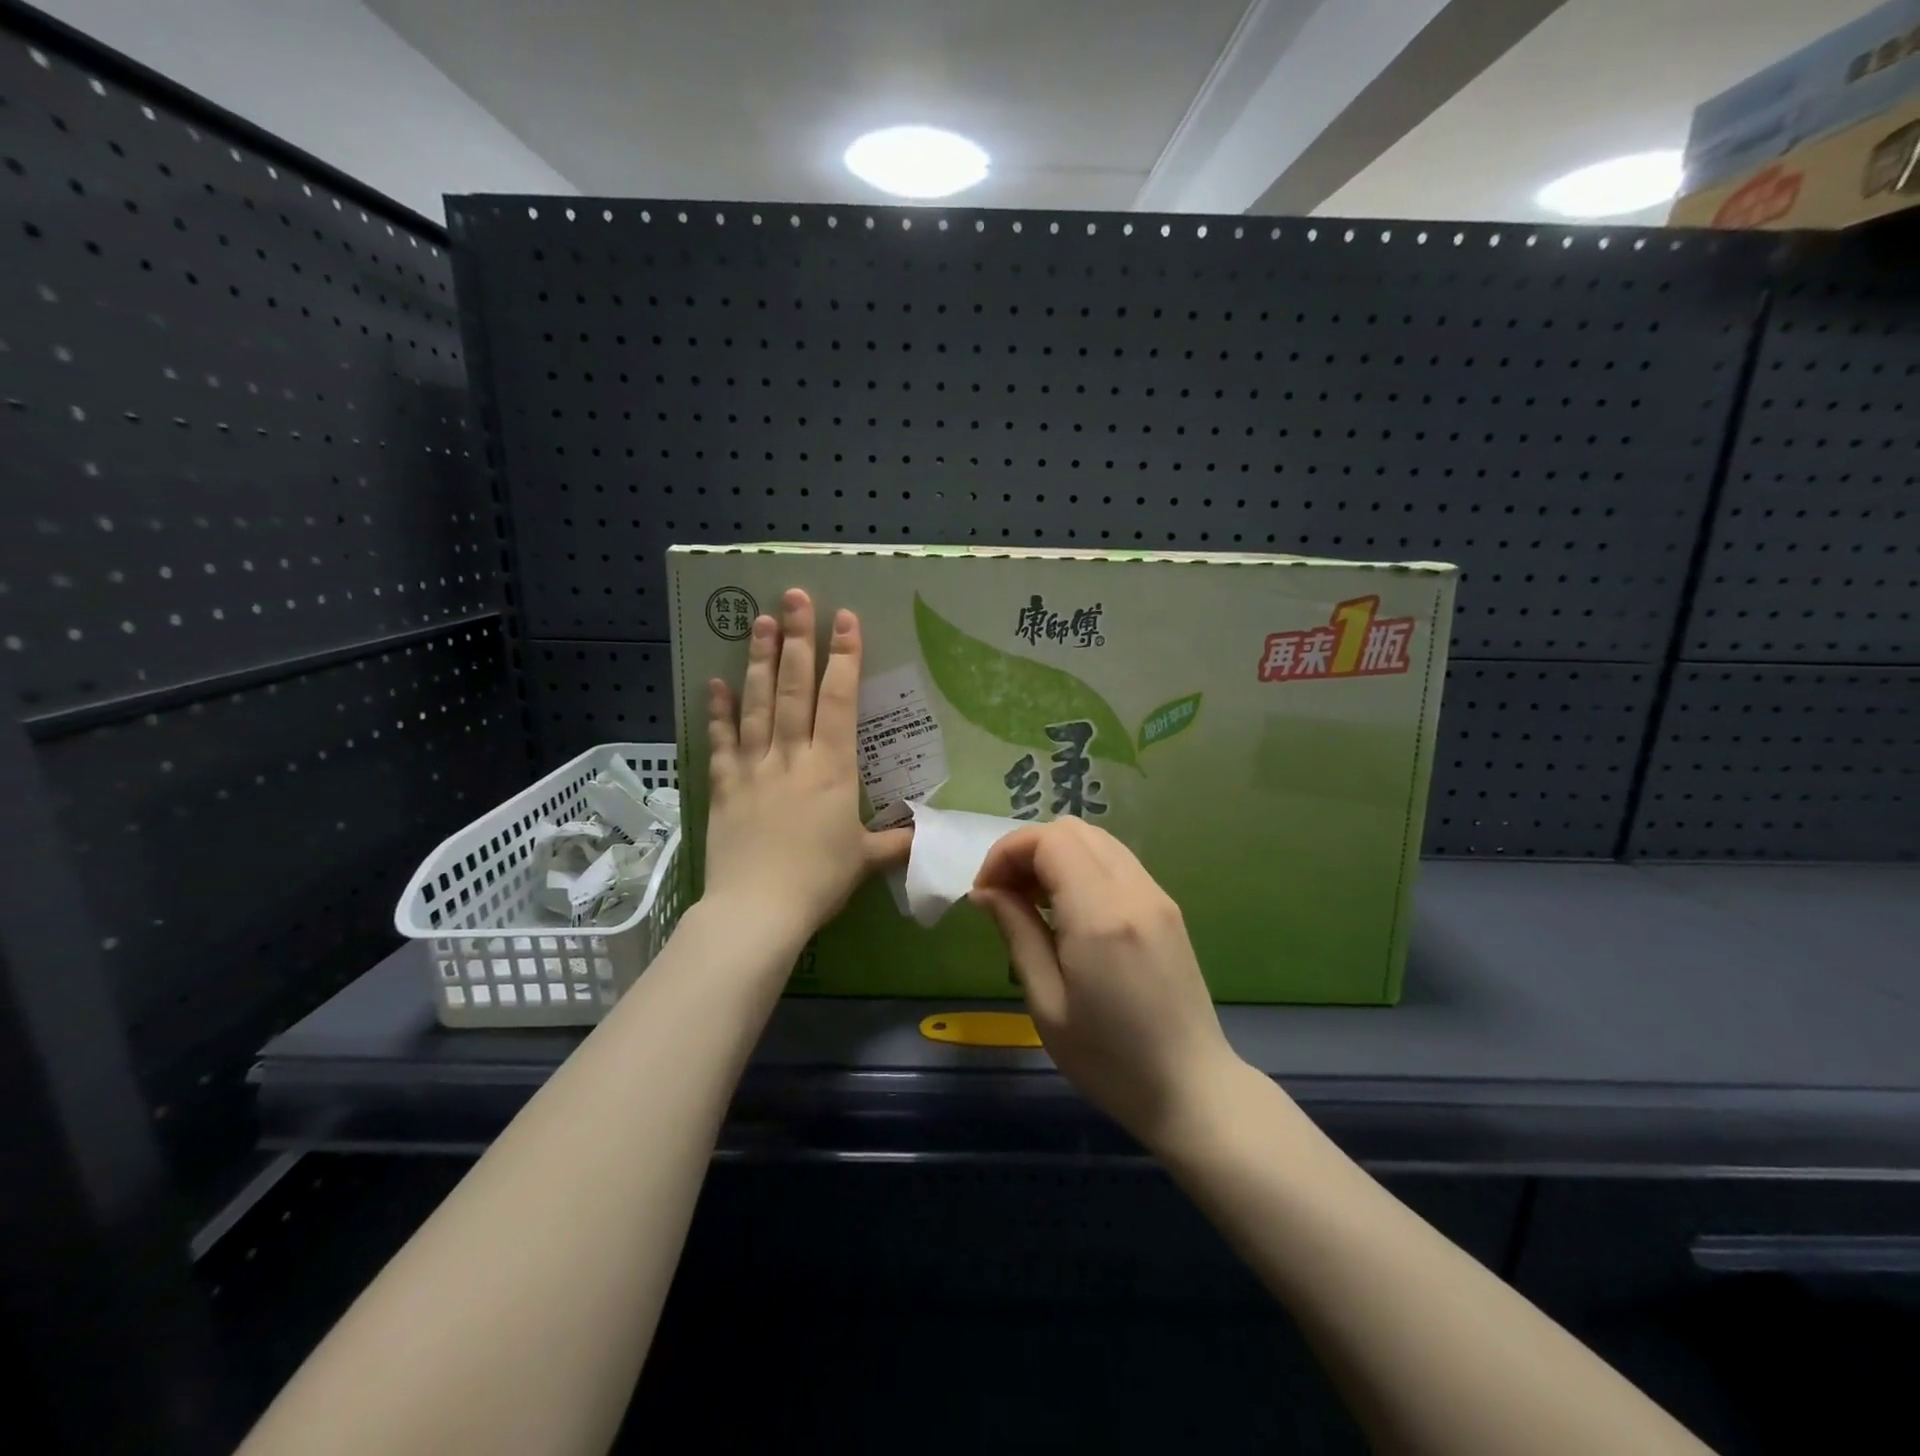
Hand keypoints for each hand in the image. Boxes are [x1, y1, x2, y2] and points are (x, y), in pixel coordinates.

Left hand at [703, 589, 910, 947]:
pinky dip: (718, 711)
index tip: (843, 619)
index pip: (838, 701)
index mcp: (831, 768)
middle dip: (797, 640)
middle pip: (794, 689)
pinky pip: (719, 742)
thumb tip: (927, 833)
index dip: (843, 657)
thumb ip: (896, 841)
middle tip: (794, 597)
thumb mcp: (865, 860)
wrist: (757, 910)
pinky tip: (714, 682)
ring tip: (759, 622)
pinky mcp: (722, 786)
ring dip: (759, 661)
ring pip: (757, 705)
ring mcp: (752, 768)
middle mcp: (791, 756)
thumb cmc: (818, 881)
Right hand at [971, 817, 1243, 1151]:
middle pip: (1073, 830)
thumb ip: (1017, 933)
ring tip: (1033, 902)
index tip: (986, 892)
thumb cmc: (1109, 1060)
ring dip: (1056, 856)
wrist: (1192, 1089)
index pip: (1049, 840)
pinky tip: (1069, 911)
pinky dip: (1083, 867)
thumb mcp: (1047, 1003)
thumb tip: (986, 891)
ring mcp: (1157, 895)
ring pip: (1097, 840)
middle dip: (1028, 850)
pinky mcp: (1167, 907)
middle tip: (1006, 895)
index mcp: (1101, 915)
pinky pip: (1117, 862)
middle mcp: (1134, 891)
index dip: (1008, 852)